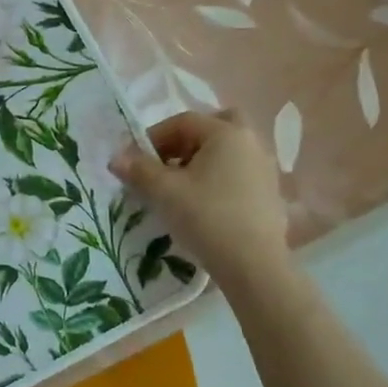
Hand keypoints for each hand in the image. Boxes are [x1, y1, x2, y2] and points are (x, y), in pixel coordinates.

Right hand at [109, 111, 289, 282]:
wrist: (252, 265)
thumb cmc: (206, 217)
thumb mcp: (163, 192)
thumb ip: (138, 169)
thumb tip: (116, 157)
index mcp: (226, 133)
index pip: (183, 121)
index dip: (153, 137)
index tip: (136, 160)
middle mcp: (251, 143)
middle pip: (214, 128)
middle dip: (186, 141)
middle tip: (166, 164)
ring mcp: (265, 169)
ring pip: (228, 152)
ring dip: (202, 161)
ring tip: (181, 188)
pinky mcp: (271, 194)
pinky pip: (239, 173)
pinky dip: (219, 179)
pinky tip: (204, 205)